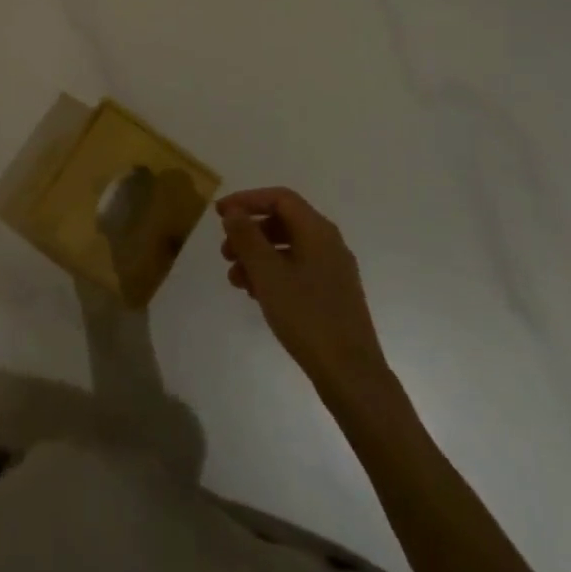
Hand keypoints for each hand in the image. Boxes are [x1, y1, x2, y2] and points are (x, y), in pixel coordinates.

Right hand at [218, 187, 390, 394]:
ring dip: (258, 256)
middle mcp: (329, 243)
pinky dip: (273, 273)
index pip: (279, 198)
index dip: (247, 200)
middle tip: (225, 252)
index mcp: (318, 230)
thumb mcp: (267, 273)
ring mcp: (334, 270)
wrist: (350, 373)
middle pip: (283, 222)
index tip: (220, 214)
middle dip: (250, 232)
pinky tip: (256, 294)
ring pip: (288, 248)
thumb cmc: (306, 315)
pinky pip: (297, 269)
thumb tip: (233, 211)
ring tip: (235, 280)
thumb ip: (247, 237)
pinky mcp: (333, 294)